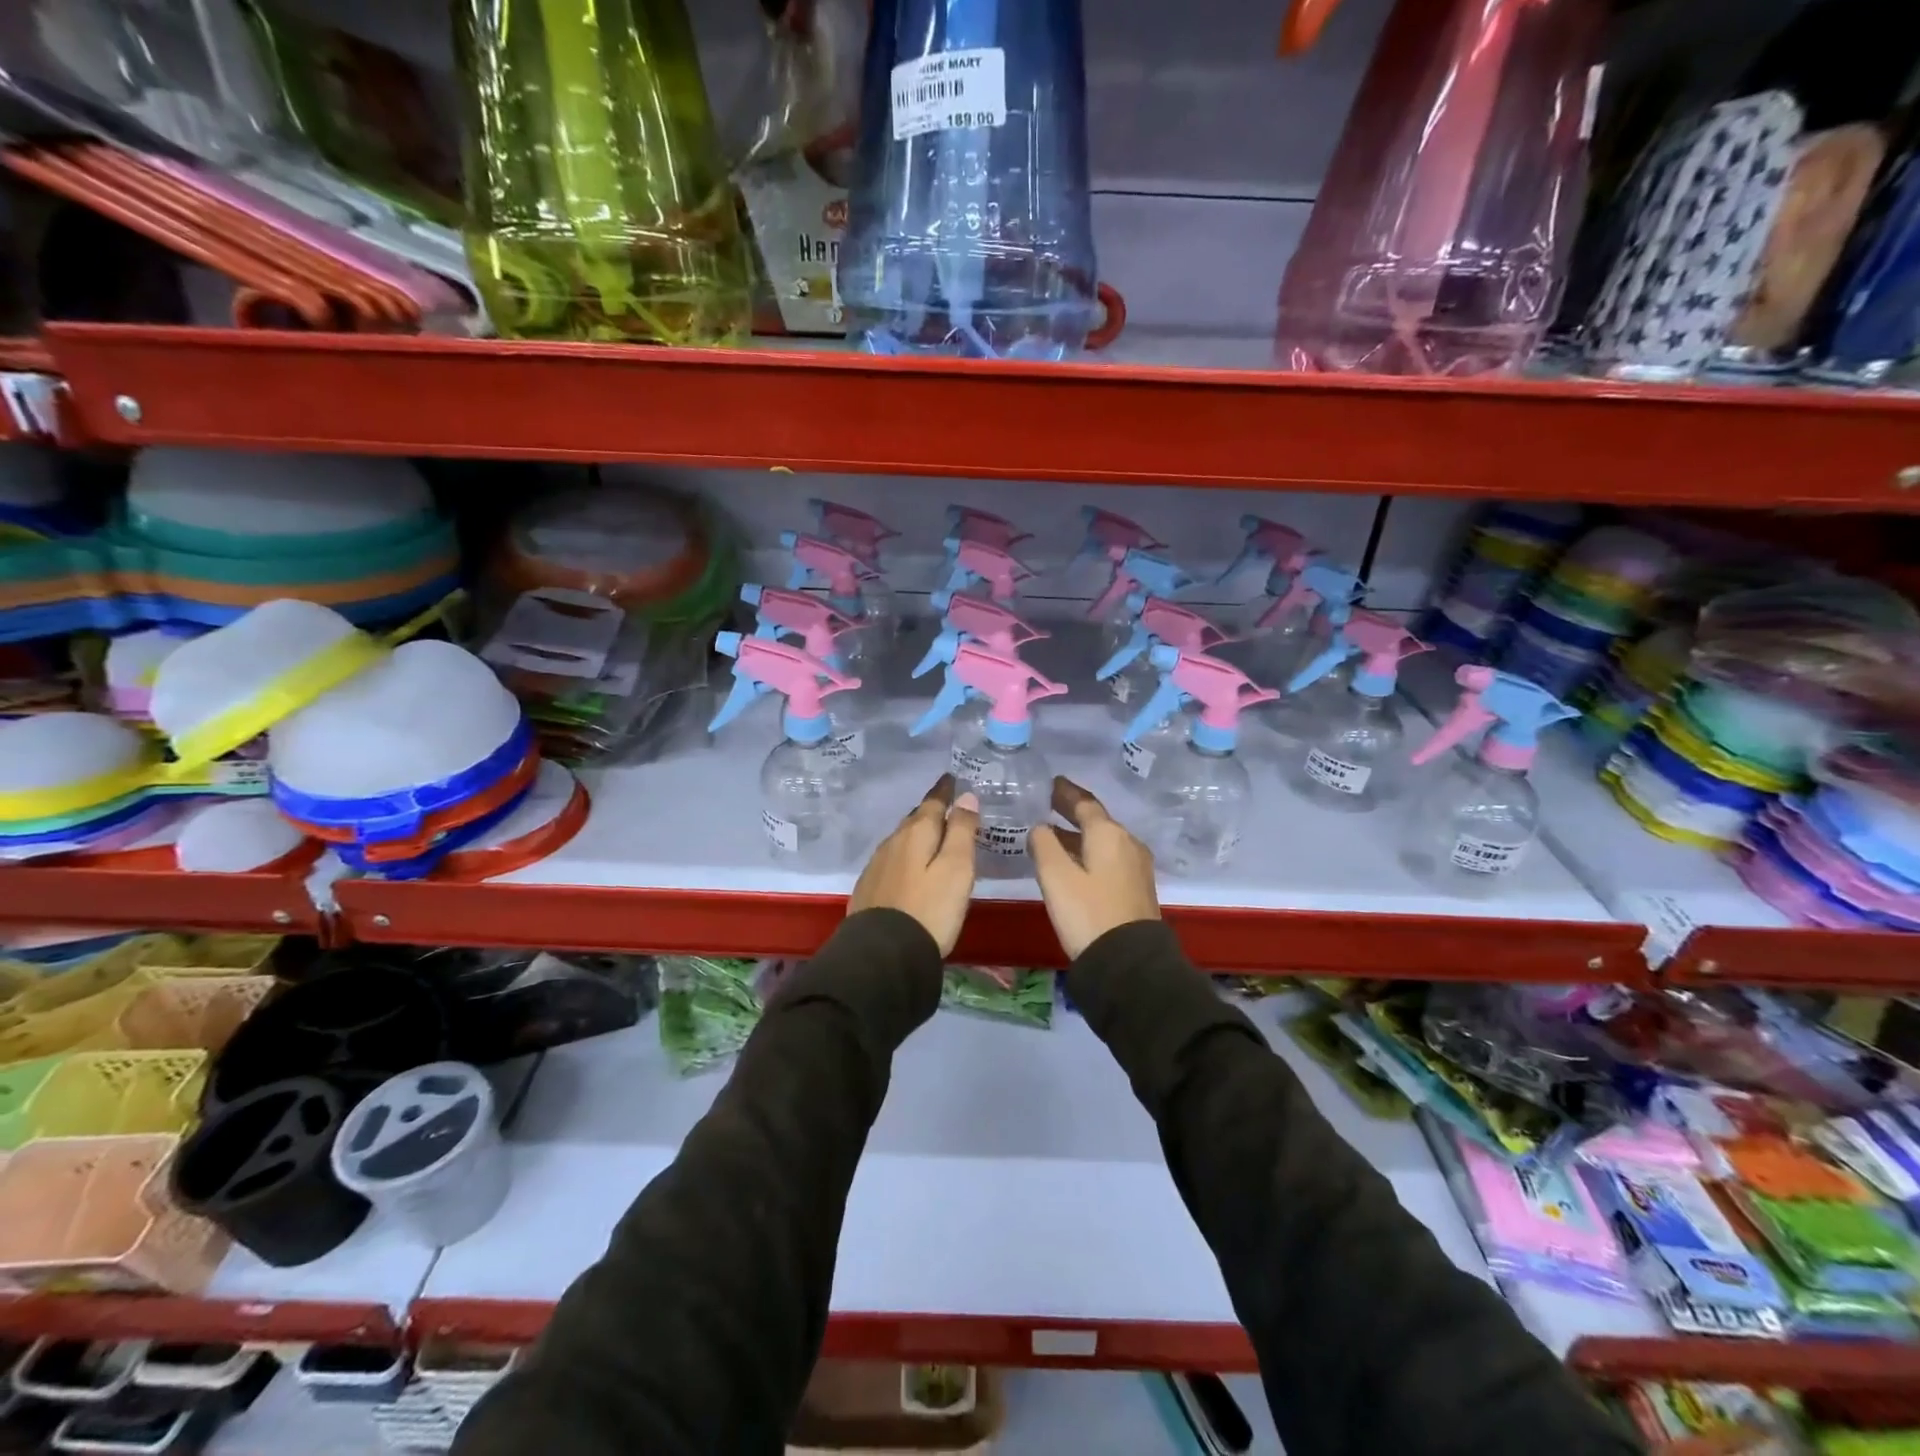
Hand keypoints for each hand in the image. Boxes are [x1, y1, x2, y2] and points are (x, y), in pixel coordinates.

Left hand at [848, 775, 979, 955]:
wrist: (883, 954)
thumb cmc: (930, 909)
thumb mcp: (957, 869)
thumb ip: (962, 831)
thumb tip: (966, 796)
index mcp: (916, 834)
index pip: (933, 802)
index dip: (945, 790)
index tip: (952, 778)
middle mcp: (893, 843)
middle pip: (915, 820)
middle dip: (931, 812)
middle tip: (947, 808)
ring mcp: (877, 865)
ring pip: (901, 840)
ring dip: (917, 834)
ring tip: (932, 837)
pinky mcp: (869, 888)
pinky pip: (892, 860)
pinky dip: (905, 856)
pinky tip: (910, 868)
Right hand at [1028, 777, 1160, 959]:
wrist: (1129, 963)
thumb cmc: (1088, 913)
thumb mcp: (1056, 877)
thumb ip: (1044, 845)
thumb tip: (1040, 827)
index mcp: (1109, 834)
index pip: (1085, 803)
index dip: (1066, 792)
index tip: (1052, 783)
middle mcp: (1128, 843)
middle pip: (1097, 820)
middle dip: (1072, 811)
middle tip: (1049, 803)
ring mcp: (1136, 866)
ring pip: (1103, 840)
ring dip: (1079, 834)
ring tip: (1053, 834)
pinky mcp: (1137, 888)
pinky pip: (1109, 858)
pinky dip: (1089, 852)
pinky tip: (1074, 862)